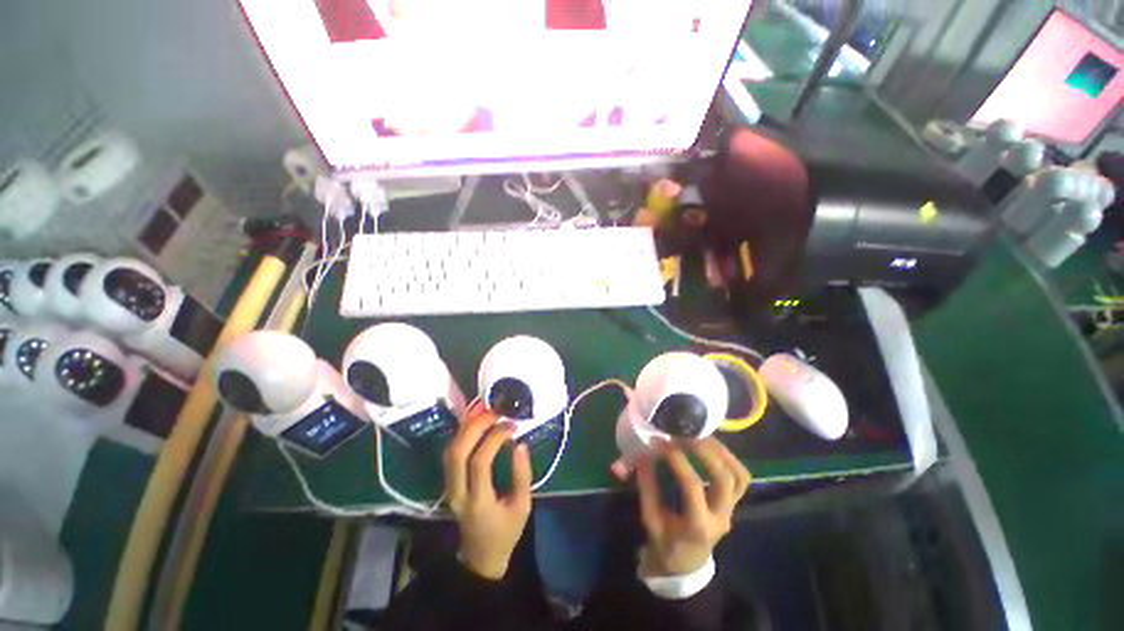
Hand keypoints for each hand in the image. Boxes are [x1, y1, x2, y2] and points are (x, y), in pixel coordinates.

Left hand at [443, 405, 532, 579]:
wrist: (480, 557)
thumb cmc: (505, 532)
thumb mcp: (522, 507)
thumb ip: (522, 476)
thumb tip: (520, 445)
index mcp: (478, 501)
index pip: (479, 462)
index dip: (495, 439)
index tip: (512, 427)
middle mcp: (457, 492)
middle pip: (457, 452)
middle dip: (475, 427)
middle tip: (496, 412)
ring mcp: (449, 488)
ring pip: (450, 451)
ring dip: (467, 427)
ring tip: (486, 412)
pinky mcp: (449, 482)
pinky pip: (451, 453)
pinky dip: (462, 434)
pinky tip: (475, 423)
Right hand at [635, 438, 751, 577]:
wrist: (686, 565)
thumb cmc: (665, 544)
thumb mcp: (650, 519)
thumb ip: (647, 488)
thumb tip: (643, 455)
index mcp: (697, 525)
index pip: (692, 486)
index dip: (676, 460)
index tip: (659, 441)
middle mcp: (720, 516)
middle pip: (724, 478)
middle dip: (704, 451)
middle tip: (683, 433)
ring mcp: (731, 509)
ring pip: (738, 476)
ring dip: (720, 451)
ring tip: (698, 433)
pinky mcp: (733, 503)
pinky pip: (739, 477)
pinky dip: (727, 457)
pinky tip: (709, 445)